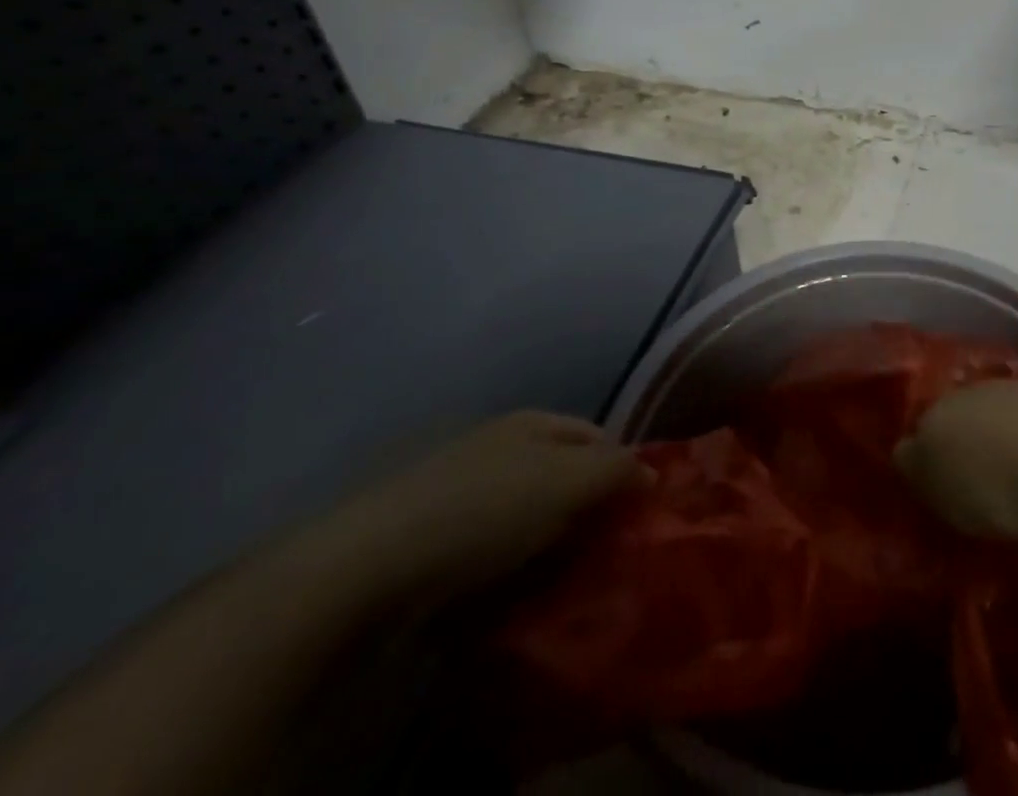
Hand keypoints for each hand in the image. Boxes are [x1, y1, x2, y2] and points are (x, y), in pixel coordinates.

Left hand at [315, 411, 642, 606]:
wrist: (366, 567)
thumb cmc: (485, 510)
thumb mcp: (568, 483)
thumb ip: (617, 471)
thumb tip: (652, 472)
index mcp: (534, 422)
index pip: (598, 437)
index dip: (622, 469)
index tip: (637, 515)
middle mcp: (498, 445)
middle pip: (560, 475)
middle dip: (584, 511)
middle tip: (603, 554)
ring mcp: (457, 489)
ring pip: (522, 515)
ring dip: (544, 545)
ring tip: (559, 583)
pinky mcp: (425, 537)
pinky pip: (484, 549)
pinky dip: (502, 569)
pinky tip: (507, 595)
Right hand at [895, 380, 1017, 540]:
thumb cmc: (996, 479)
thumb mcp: (937, 486)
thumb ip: (915, 466)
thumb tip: (906, 452)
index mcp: (944, 404)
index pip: (924, 423)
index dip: (925, 450)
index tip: (931, 480)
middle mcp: (985, 388)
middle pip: (968, 417)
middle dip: (969, 445)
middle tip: (974, 488)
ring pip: (1009, 419)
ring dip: (1009, 445)